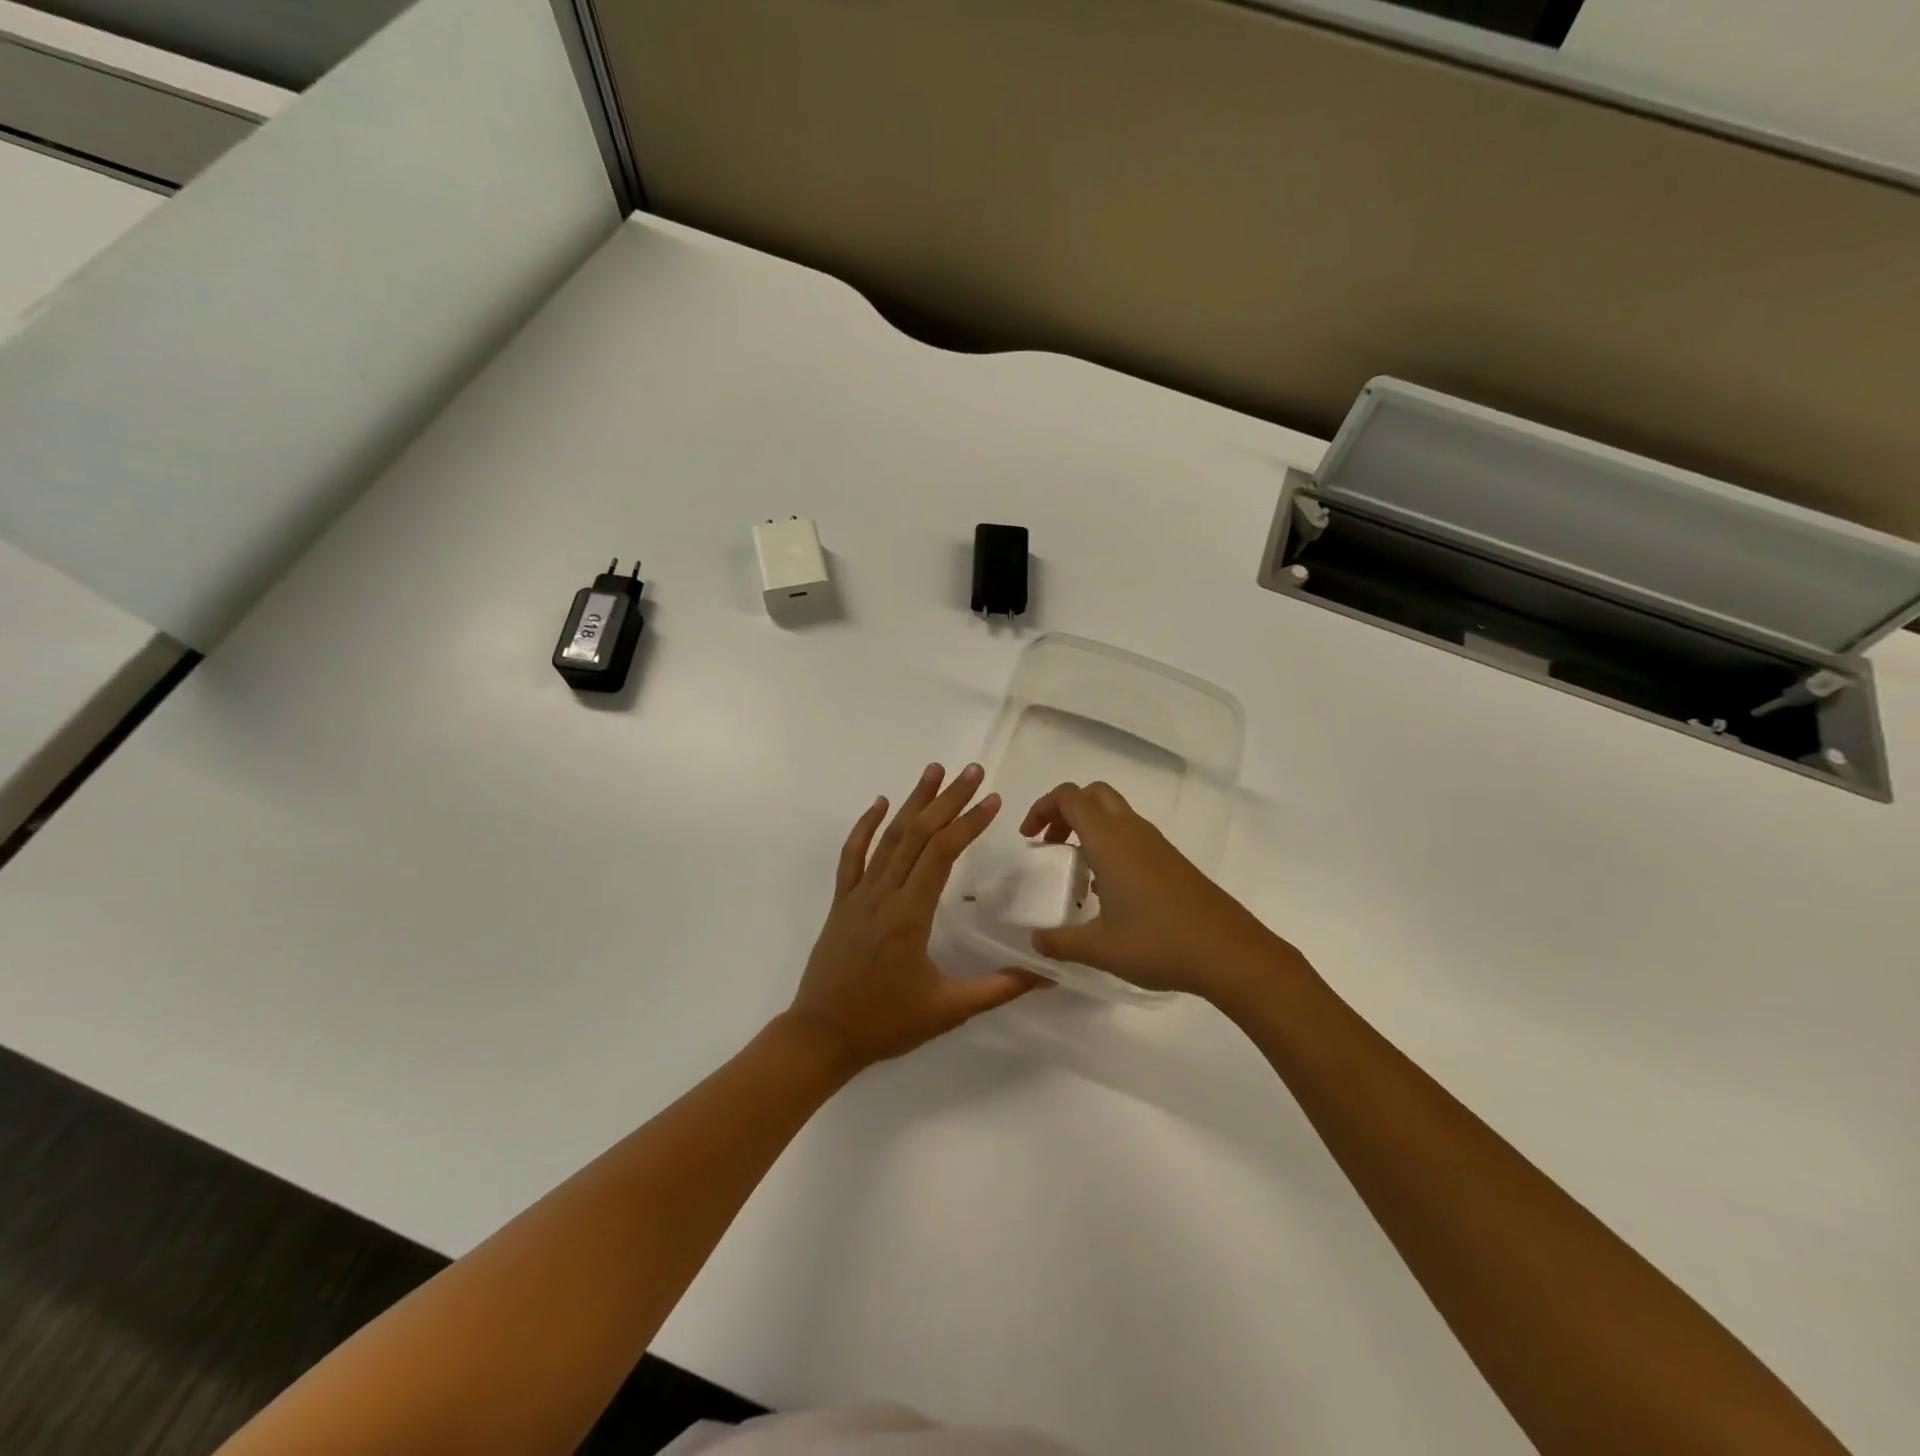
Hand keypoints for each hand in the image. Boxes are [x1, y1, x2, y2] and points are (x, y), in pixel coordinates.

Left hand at [783, 764, 1047, 1072]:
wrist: (821, 1036)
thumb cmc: (886, 1023)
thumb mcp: (948, 1010)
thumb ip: (998, 988)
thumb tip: (1046, 976)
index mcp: (910, 915)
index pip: (942, 854)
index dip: (968, 823)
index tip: (993, 800)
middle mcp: (883, 894)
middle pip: (918, 834)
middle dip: (948, 799)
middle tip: (973, 771)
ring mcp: (858, 894)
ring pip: (888, 837)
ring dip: (912, 801)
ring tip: (934, 771)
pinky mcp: (841, 902)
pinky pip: (852, 855)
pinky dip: (865, 826)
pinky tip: (879, 803)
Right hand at [1020, 781, 1304, 1002]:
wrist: (1230, 953)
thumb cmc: (1159, 943)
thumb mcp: (1100, 949)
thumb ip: (1060, 942)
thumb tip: (1035, 941)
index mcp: (1109, 840)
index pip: (1069, 797)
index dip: (1042, 807)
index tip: (1029, 838)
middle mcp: (1132, 831)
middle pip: (1093, 794)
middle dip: (1065, 810)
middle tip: (1050, 844)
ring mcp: (1156, 844)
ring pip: (1115, 812)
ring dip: (1088, 827)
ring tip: (1076, 868)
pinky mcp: (1172, 861)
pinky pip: (1132, 834)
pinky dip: (1110, 843)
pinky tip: (1109, 888)